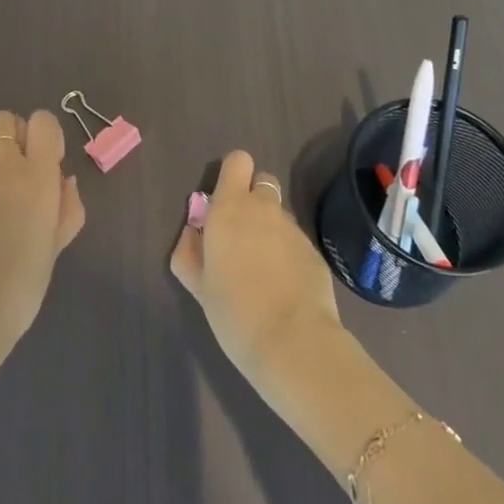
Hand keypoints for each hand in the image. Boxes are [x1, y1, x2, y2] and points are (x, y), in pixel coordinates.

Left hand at [0, 109, 85, 372]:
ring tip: (6, 192)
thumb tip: (64, 183)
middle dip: (17, 133)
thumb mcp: (58, 245)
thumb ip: (67, 208)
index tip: (53, 162)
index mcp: (36, 175)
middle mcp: (3, 168)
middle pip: (4, 119)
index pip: (42, 121)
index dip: (49, 134)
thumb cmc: (25, 281)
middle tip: (28, 168)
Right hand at [171, 150, 344, 393]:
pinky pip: (295, 241)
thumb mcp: (198, 284)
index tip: (223, 202)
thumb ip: (189, 251)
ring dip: (269, 228)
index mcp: (230, 208)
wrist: (294, 343)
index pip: (238, 161)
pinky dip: (287, 254)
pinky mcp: (315, 252)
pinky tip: (283, 287)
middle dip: (252, 199)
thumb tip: (194, 232)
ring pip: (279, 213)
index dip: (232, 175)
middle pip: (262, 181)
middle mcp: (264, 208)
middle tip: (241, 235)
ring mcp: (293, 229)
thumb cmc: (234, 311)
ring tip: (263, 269)